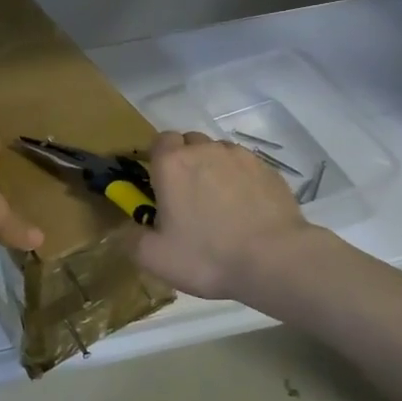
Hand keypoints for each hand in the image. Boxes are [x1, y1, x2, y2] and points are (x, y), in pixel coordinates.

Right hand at [128, 131, 315, 300]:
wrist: (274, 259)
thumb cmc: (207, 256)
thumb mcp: (155, 258)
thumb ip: (132, 240)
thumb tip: (127, 230)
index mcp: (172, 164)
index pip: (159, 141)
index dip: (159, 160)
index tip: (161, 186)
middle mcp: (205, 150)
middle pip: (190, 142)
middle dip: (187, 161)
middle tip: (189, 197)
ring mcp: (240, 156)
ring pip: (219, 152)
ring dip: (215, 169)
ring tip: (221, 204)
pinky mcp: (267, 168)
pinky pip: (246, 166)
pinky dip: (241, 180)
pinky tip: (247, 209)